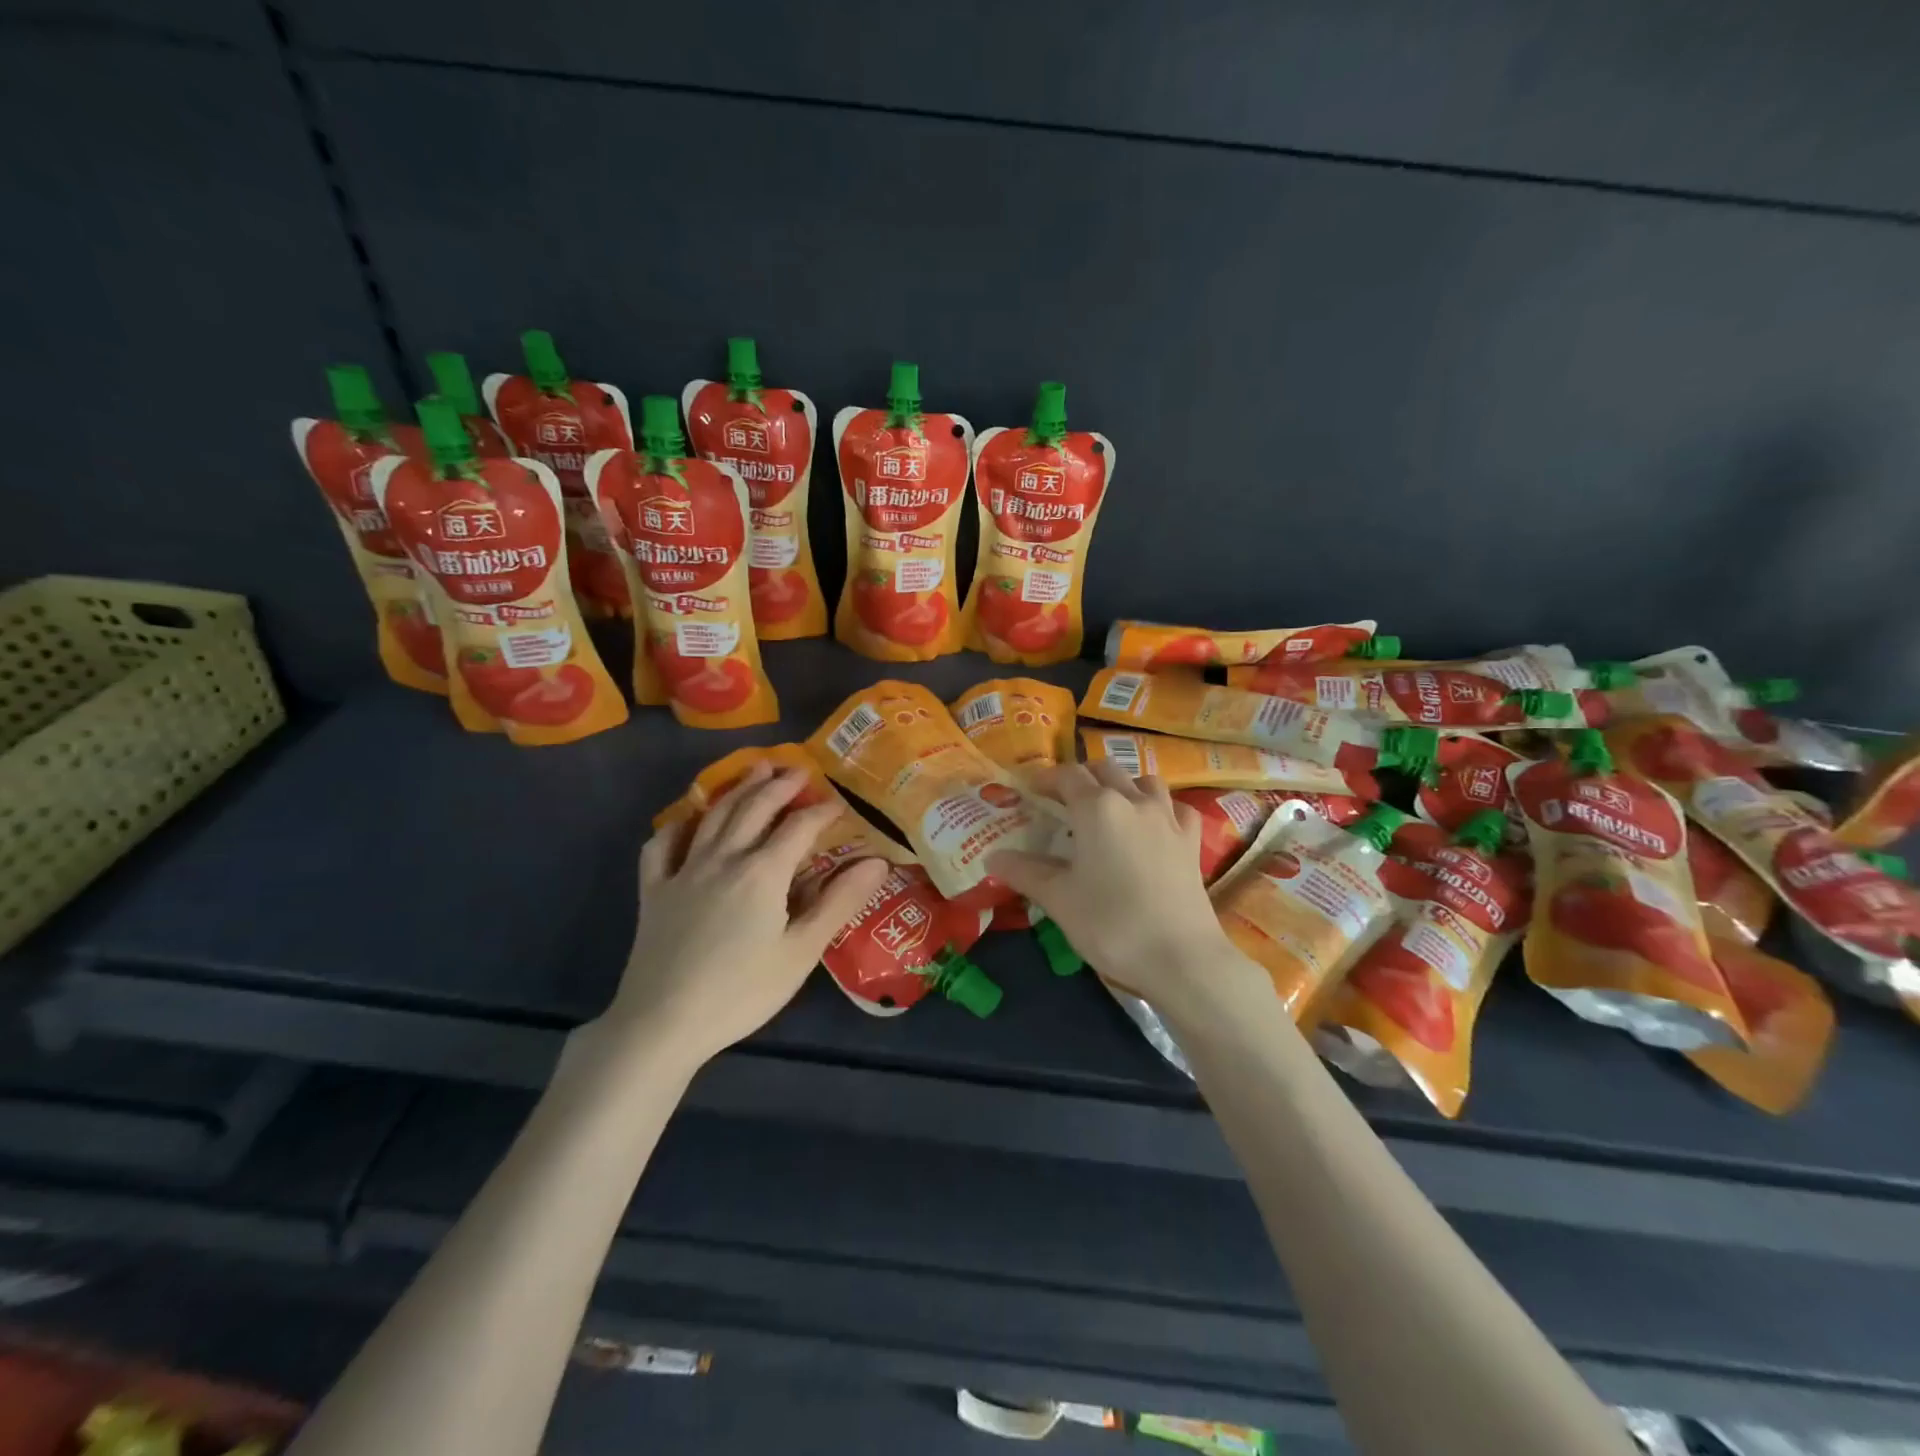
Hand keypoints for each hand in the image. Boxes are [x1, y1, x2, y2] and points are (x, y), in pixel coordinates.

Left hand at [595, 762, 889, 1072]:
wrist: (663, 1023)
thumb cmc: (741, 992)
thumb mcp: (801, 952)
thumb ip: (839, 902)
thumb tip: (877, 862)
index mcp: (762, 872)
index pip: (799, 827)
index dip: (822, 811)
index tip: (839, 803)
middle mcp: (723, 858)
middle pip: (755, 808)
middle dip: (780, 785)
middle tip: (799, 770)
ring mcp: (683, 870)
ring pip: (714, 815)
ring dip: (739, 788)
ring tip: (756, 769)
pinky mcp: (654, 890)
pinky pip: (662, 844)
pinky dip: (678, 824)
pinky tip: (688, 820)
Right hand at [988, 762, 1268, 1026]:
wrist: (1180, 957)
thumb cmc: (1111, 924)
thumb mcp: (1058, 899)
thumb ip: (1025, 872)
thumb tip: (992, 859)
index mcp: (1097, 809)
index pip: (1067, 776)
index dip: (1046, 779)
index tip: (1031, 791)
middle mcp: (1133, 801)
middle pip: (1105, 770)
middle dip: (1082, 777)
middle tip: (1063, 800)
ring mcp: (1168, 818)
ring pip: (1144, 781)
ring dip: (1122, 785)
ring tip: (1108, 808)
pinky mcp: (1191, 840)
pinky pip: (1176, 807)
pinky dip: (1161, 807)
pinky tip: (1154, 825)